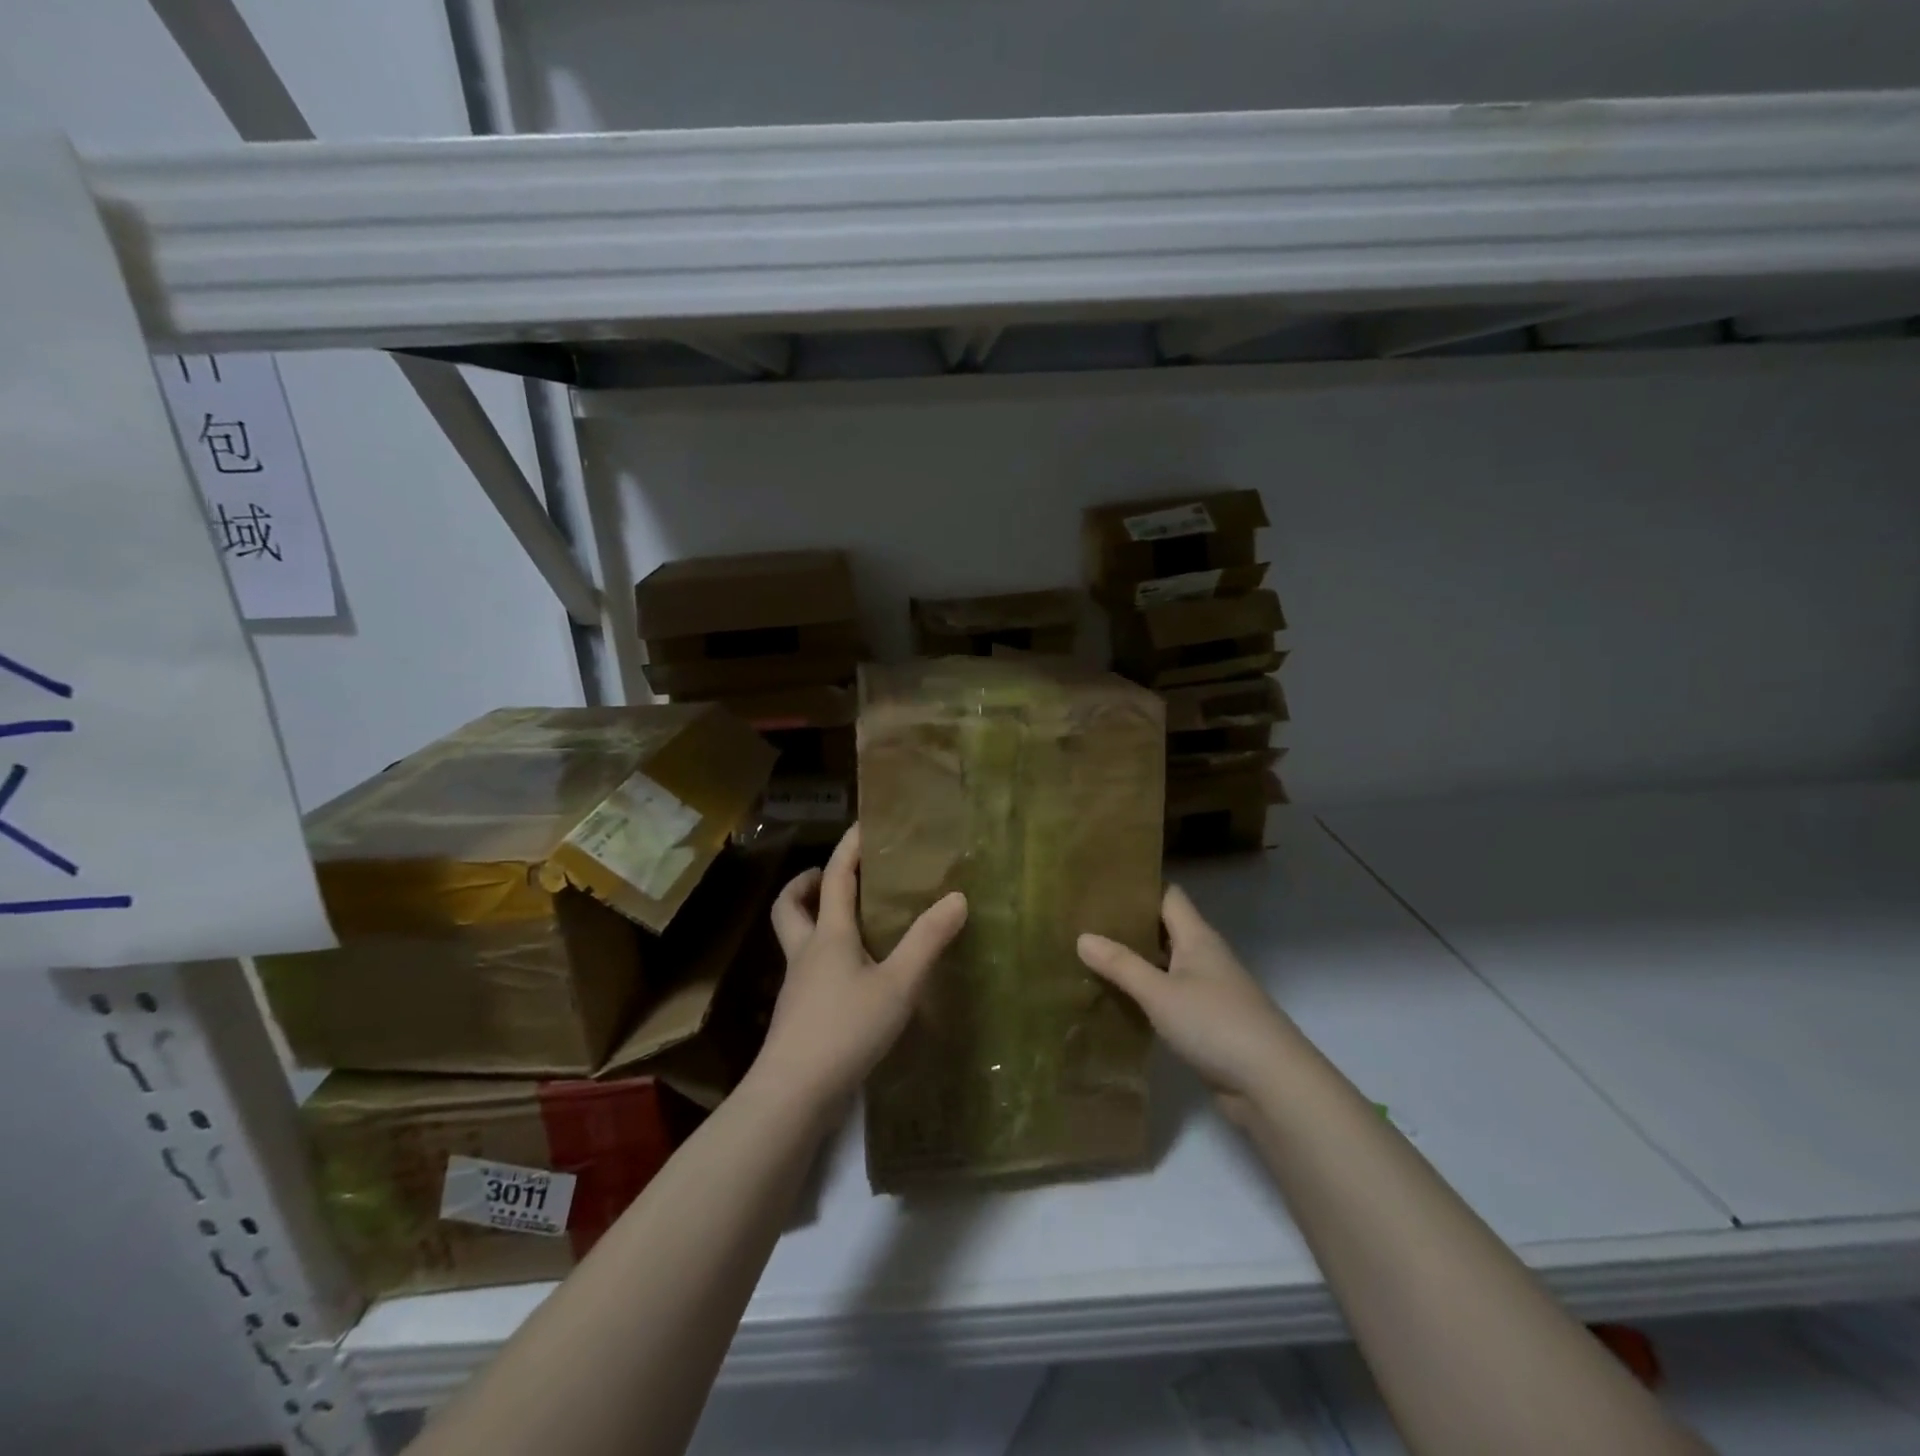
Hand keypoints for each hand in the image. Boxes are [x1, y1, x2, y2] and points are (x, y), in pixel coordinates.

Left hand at [754, 824, 967, 1114]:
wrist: (794, 1093)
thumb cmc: (846, 1029)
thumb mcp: (898, 984)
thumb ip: (928, 942)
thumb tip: (957, 898)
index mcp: (829, 935)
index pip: (836, 877)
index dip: (849, 848)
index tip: (862, 825)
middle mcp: (806, 953)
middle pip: (790, 905)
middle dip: (807, 883)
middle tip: (832, 877)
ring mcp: (796, 985)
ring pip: (794, 938)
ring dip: (812, 918)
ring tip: (848, 922)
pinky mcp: (797, 1014)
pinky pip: (806, 968)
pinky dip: (822, 955)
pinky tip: (850, 975)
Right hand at [1078, 885, 1303, 1122]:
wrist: (1272, 1085)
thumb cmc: (1215, 1024)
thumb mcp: (1160, 992)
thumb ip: (1121, 965)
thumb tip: (1082, 936)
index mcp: (1197, 937)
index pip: (1168, 896)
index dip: (1139, 887)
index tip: (1101, 886)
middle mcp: (1205, 956)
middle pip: (1164, 929)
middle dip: (1129, 926)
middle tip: (1084, 923)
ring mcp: (1208, 990)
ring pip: (1165, 964)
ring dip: (1135, 961)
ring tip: (1091, 957)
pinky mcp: (1207, 1021)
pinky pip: (1170, 995)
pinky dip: (1146, 993)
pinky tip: (1118, 999)